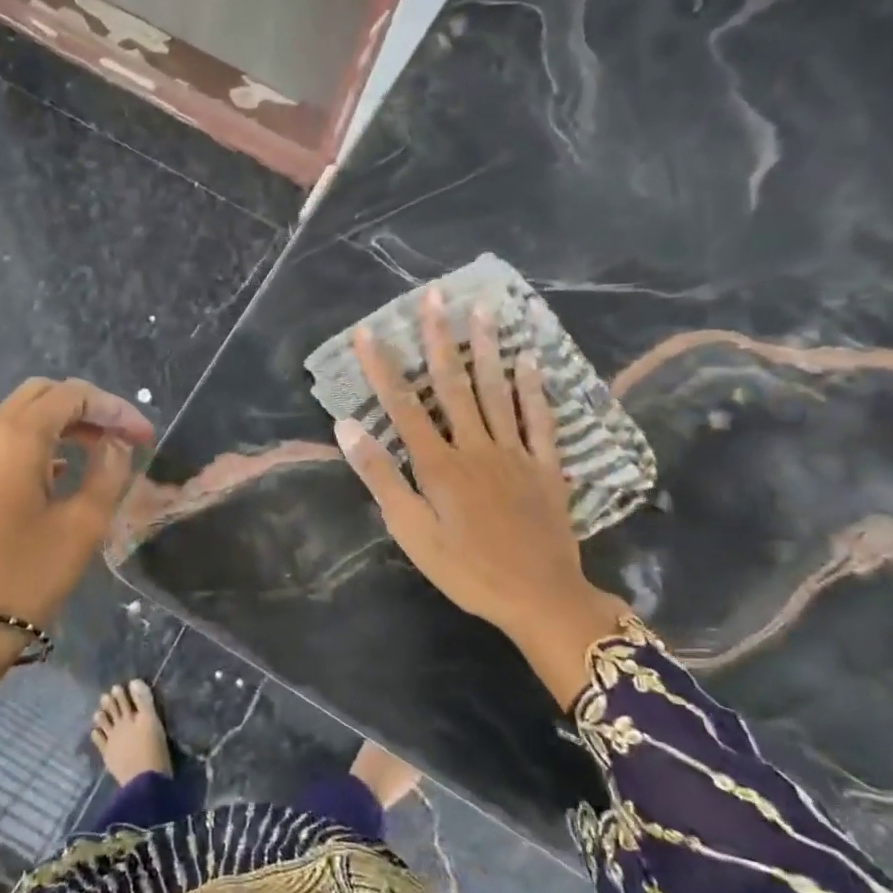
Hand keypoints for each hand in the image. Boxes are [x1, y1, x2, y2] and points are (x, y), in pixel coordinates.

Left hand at [0, 377, 155, 659]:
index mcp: (15, 438)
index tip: (145, 437)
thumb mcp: (82, 526)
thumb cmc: (24, 578)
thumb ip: (108, 473)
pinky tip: (60, 474)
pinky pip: (2, 443)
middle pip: (41, 395)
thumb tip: (116, 445)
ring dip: (61, 425)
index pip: (72, 395)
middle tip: (121, 439)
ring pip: (19, 417)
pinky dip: (36, 444)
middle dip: (87, 409)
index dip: (115, 409)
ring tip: (99, 454)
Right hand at [334, 285, 628, 708]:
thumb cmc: (465, 569)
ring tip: (483, 309)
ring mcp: (514, 453)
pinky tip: (531, 359)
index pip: (403, 406)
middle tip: (435, 296)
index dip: (383, 367)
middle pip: (453, 385)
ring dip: (487, 349)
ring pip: (497, 391)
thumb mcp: (411, 531)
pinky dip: (535, 389)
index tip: (368, 332)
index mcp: (437, 464)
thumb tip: (346, 427)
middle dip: (439, 339)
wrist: (538, 597)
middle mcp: (475, 447)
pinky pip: (540, 420)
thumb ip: (381, 477)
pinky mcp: (545, 467)